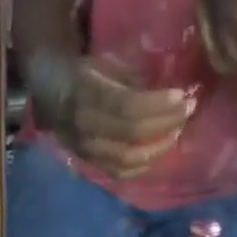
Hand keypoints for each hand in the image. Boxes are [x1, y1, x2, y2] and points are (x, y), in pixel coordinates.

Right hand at [30, 51, 193, 178]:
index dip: (158, 105)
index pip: (128, 107)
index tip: (182, 95)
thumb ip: (131, 79)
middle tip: (188, 110)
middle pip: (132, 134)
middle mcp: (86, 127)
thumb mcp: (104, 64)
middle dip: (165, 123)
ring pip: (128, 158)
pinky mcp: (91, 164)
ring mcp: (87, 150)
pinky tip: (158, 152)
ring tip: (177, 132)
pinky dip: (142, 166)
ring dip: (158, 148)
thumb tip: (165, 93)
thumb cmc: (83, 73)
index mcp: (87, 95)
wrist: (49, 94)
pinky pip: (120, 172)